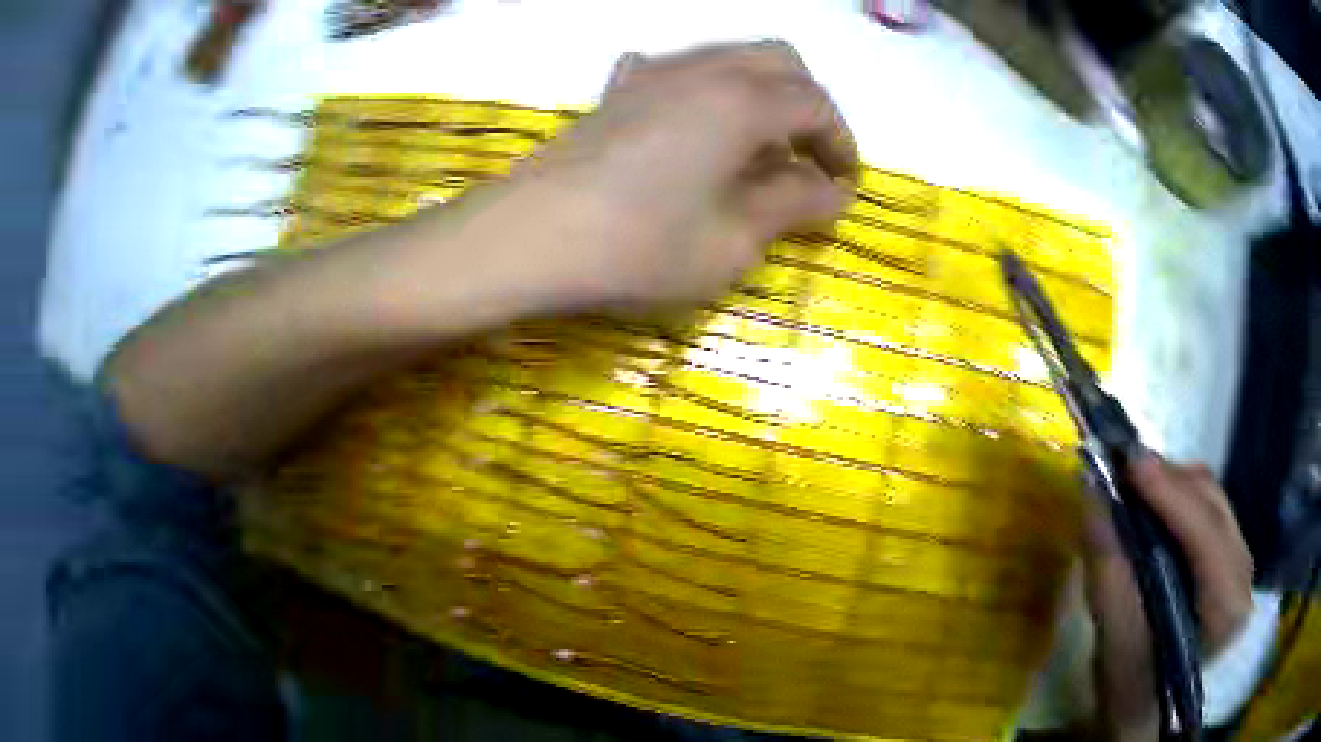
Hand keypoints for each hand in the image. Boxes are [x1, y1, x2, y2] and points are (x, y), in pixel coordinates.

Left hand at [494, 40, 858, 309]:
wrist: (528, 237)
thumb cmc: (638, 246)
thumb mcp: (732, 241)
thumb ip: (791, 205)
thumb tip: (832, 191)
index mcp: (742, 100)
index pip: (815, 104)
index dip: (841, 144)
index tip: (845, 187)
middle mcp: (702, 70)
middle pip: (779, 62)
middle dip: (807, 106)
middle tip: (808, 159)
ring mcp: (653, 75)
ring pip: (729, 59)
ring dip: (761, 95)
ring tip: (758, 150)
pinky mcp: (617, 93)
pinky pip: (674, 72)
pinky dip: (703, 91)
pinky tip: (692, 125)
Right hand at [1082, 454, 1253, 740]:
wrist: (1148, 710)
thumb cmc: (1131, 690)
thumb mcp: (1115, 643)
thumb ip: (1108, 572)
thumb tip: (1092, 495)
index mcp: (1226, 608)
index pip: (1207, 536)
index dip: (1171, 496)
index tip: (1130, 464)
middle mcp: (1243, 575)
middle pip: (1213, 506)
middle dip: (1169, 482)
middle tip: (1122, 470)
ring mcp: (1241, 562)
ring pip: (1213, 499)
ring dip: (1173, 486)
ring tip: (1133, 485)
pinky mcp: (1230, 556)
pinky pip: (1209, 508)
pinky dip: (1179, 498)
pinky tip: (1155, 505)